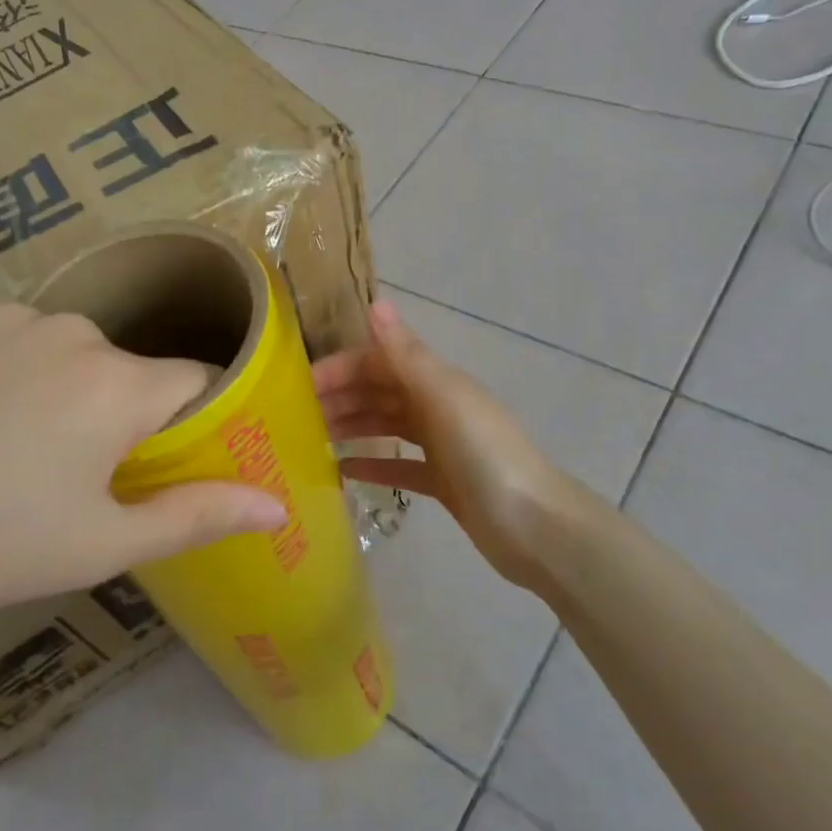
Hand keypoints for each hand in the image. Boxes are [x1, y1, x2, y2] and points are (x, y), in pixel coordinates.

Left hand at [0, 300, 287, 629]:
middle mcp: (77, 332)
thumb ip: (196, 515)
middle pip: (132, 373)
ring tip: (13, 456)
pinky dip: (17, 373)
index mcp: (120, 384)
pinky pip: (18, 341)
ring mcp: (13, 316)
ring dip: (69, 396)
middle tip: (78, 482)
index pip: (200, 382)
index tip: (174, 464)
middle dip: (125, 420)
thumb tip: (277, 506)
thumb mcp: (96, 545)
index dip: (198, 423)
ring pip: (74, 356)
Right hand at [314, 300, 588, 593]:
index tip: (300, 387)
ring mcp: (441, 445)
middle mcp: (437, 406)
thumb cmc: (486, 456)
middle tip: (296, 417)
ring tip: (312, 441)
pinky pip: (399, 465)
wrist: (536, 528)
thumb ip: (406, 355)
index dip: (340, 368)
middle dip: (340, 398)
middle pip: (379, 392)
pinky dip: (373, 465)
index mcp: (437, 381)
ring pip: (386, 426)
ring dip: (351, 427)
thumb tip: (376, 302)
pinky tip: (343, 473)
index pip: (378, 362)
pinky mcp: (443, 482)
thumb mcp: (444, 399)